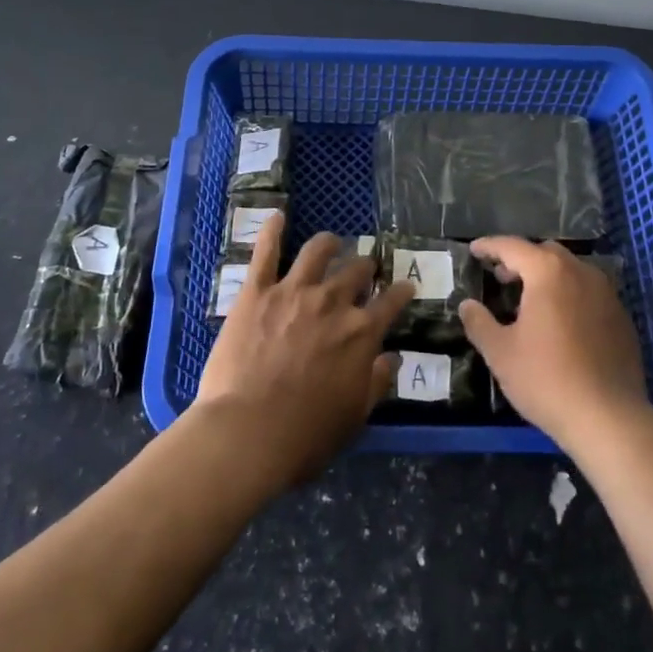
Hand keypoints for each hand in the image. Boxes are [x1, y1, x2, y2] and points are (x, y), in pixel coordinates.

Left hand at [195, 213, 413, 486]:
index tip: (405, 285)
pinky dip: (272, 231)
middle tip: (365, 269)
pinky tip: (277, 216)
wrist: (247, 433)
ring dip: (329, 243)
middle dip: (366, 267)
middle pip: (357, 271)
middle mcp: (333, 302)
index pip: (391, 302)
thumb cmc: (305, 436)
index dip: (401, 292)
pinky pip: (266, 252)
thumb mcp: (353, 417)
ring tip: (332, 242)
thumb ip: (376, 383)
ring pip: (318, 251)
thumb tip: (392, 359)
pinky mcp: (257, 292)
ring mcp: (294, 291)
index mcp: (361, 333)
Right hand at [459, 237, 648, 449]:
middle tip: (501, 278)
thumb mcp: (500, 353)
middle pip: (545, 252)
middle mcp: (581, 272)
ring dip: (548, 277)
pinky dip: (570, 296)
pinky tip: (561, 323)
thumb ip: (479, 323)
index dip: (489, 246)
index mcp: (548, 272)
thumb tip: (467, 305)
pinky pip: (589, 293)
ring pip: (571, 271)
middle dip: (521, 260)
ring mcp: (607, 294)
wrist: (609, 419)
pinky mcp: (622, 318)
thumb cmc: (547, 379)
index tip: (474, 251)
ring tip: (530, 301)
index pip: (512, 246)